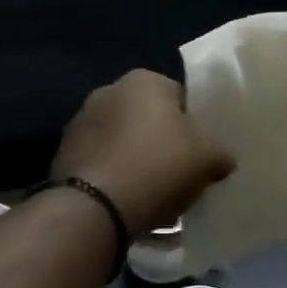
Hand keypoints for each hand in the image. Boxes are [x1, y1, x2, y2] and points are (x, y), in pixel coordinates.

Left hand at [51, 70, 233, 237]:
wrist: (95, 206)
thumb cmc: (158, 167)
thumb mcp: (208, 158)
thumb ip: (221, 153)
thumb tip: (222, 160)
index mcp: (144, 80)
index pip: (181, 97)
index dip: (196, 126)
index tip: (202, 154)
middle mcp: (108, 91)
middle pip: (150, 120)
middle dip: (164, 144)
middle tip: (181, 175)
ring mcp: (80, 122)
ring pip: (125, 142)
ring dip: (139, 162)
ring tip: (156, 195)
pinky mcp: (64, 154)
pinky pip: (104, 164)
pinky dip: (117, 178)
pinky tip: (129, 204)